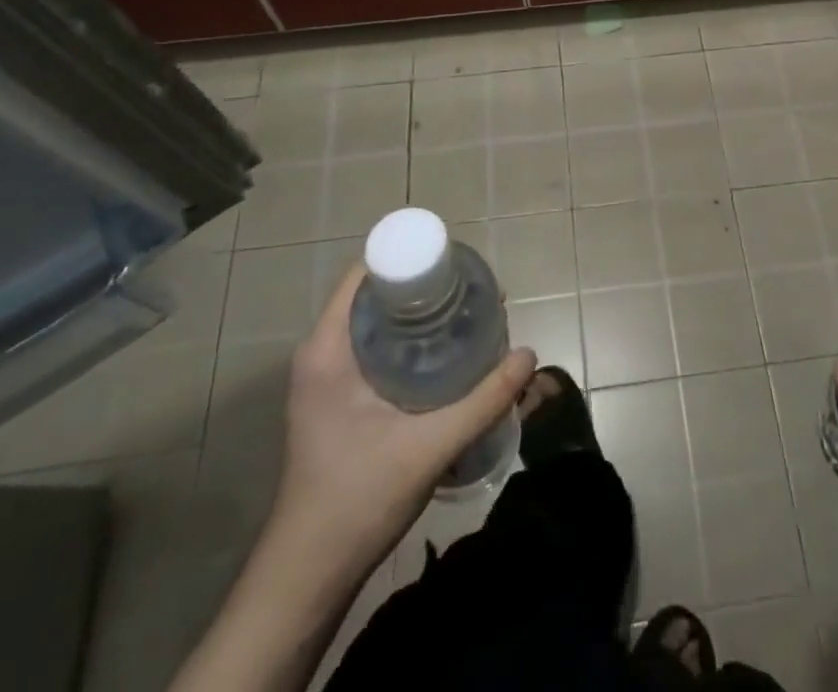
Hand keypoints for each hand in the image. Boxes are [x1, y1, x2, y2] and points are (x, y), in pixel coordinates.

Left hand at [271, 262, 535, 567]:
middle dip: (426, 290)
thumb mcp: (428, 447)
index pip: (365, 274)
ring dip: (421, 320)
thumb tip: (529, 355)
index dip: (410, 260)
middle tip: (474, 295)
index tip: (455, 266)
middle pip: (377, 297)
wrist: (308, 577)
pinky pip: (377, 352)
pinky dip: (411, 345)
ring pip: (379, 326)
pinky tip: (448, 359)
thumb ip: (483, 400)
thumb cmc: (357, 500)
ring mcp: (327, 380)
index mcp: (327, 349)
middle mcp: (322, 354)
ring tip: (470, 320)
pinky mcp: (338, 403)